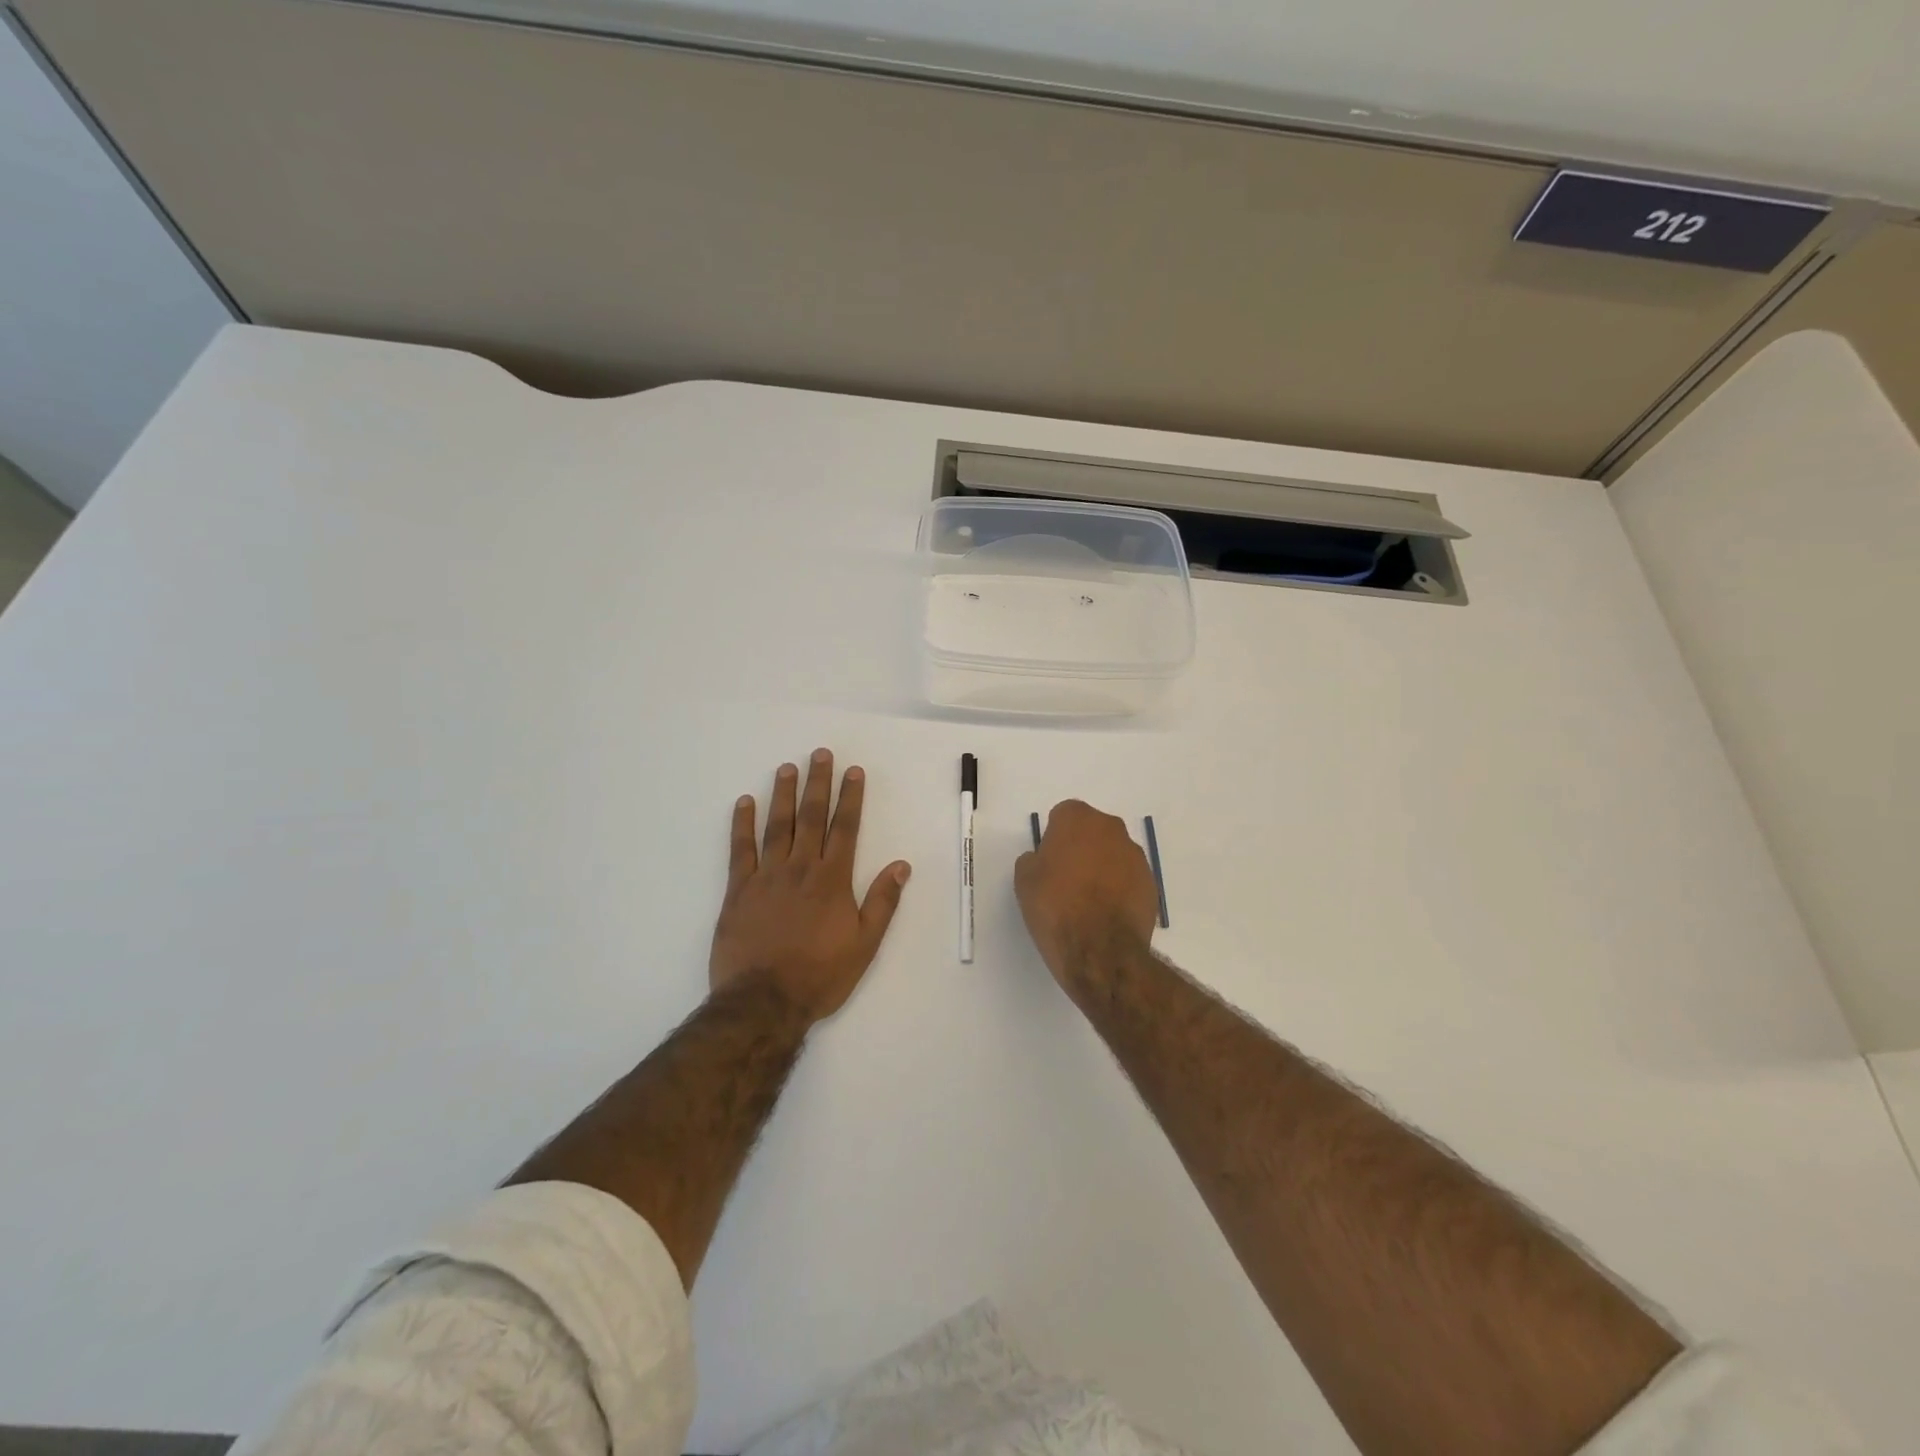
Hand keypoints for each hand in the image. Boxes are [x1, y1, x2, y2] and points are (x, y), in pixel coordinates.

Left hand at [709, 748, 911, 1022]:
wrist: (764, 1001)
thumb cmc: (820, 975)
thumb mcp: (864, 944)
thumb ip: (882, 902)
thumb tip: (901, 865)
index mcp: (832, 880)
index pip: (845, 828)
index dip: (851, 798)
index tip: (853, 771)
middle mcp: (801, 869)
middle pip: (811, 817)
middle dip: (818, 783)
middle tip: (820, 754)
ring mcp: (767, 877)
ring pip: (777, 826)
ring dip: (783, 794)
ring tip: (787, 767)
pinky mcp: (738, 890)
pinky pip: (740, 849)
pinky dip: (742, 824)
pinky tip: (744, 803)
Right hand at [1015, 800, 1159, 997]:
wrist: (1100, 950)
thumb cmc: (1055, 907)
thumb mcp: (1024, 881)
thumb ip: (1033, 859)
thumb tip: (1043, 860)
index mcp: (1078, 819)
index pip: (1063, 815)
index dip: (1054, 837)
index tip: (1048, 861)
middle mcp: (1111, 828)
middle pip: (1092, 830)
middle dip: (1081, 847)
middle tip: (1066, 878)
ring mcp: (1135, 856)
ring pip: (1113, 853)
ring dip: (1102, 867)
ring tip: (1087, 900)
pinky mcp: (1151, 883)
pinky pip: (1129, 877)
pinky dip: (1119, 888)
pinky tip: (1106, 913)